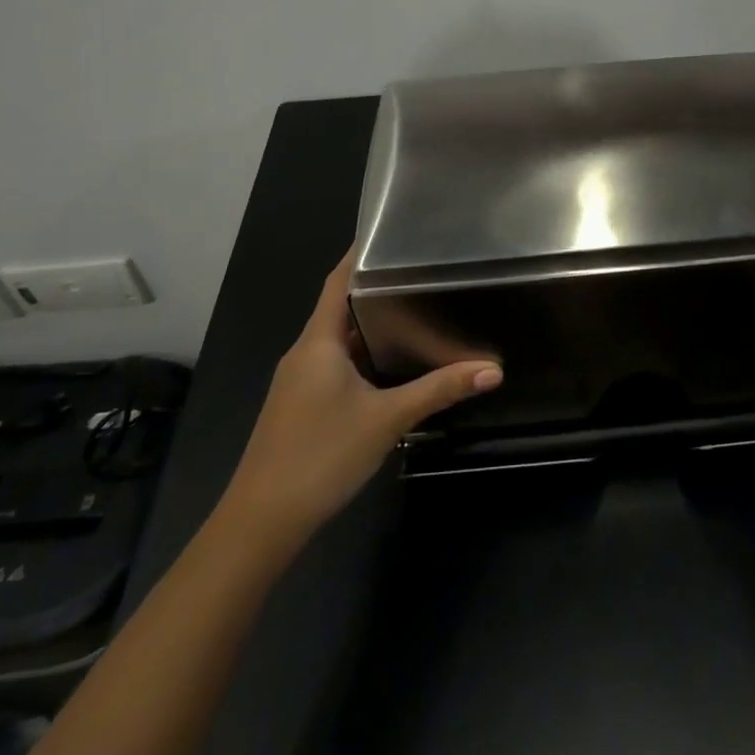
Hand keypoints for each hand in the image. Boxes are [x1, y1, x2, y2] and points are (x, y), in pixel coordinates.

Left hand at [225, 252, 501, 536]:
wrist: (261, 522)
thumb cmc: (321, 455)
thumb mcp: (387, 419)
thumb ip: (439, 390)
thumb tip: (493, 370)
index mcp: (318, 341)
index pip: (339, 281)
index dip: (361, 254)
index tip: (392, 232)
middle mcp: (305, 353)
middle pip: (341, 307)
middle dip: (378, 289)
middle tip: (422, 271)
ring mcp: (300, 381)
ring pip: (340, 340)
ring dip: (373, 325)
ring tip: (417, 309)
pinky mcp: (302, 405)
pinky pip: (336, 365)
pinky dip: (364, 355)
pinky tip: (393, 364)